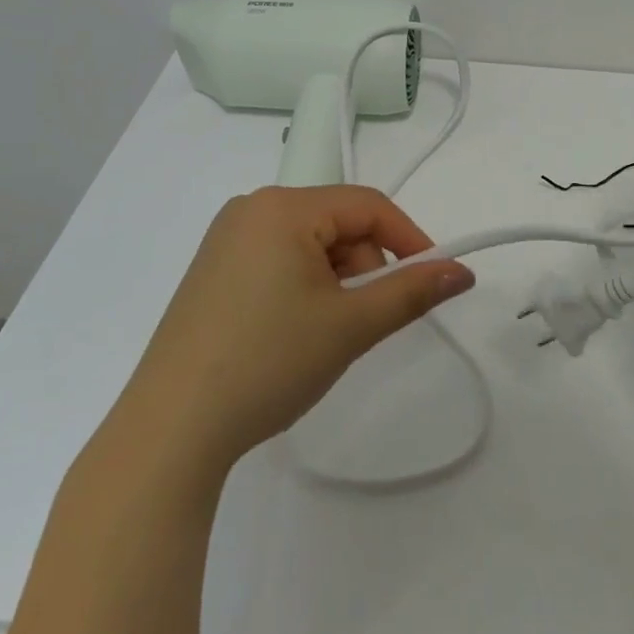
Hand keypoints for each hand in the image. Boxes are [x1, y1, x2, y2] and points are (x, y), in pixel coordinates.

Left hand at [114, 186, 473, 476]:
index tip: (433, 279)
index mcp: (282, 206)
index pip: (367, 205)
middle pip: (336, 223)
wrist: (171, 428)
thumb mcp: (350, 325)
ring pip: (308, 244)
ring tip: (323, 335)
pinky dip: (302, 287)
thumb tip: (462, 271)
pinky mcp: (211, 270)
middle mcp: (251, 208)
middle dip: (364, 267)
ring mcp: (224, 239)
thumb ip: (412, 291)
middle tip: (362, 322)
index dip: (409, 238)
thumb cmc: (268, 362)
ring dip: (334, 281)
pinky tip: (290, 333)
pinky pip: (277, 260)